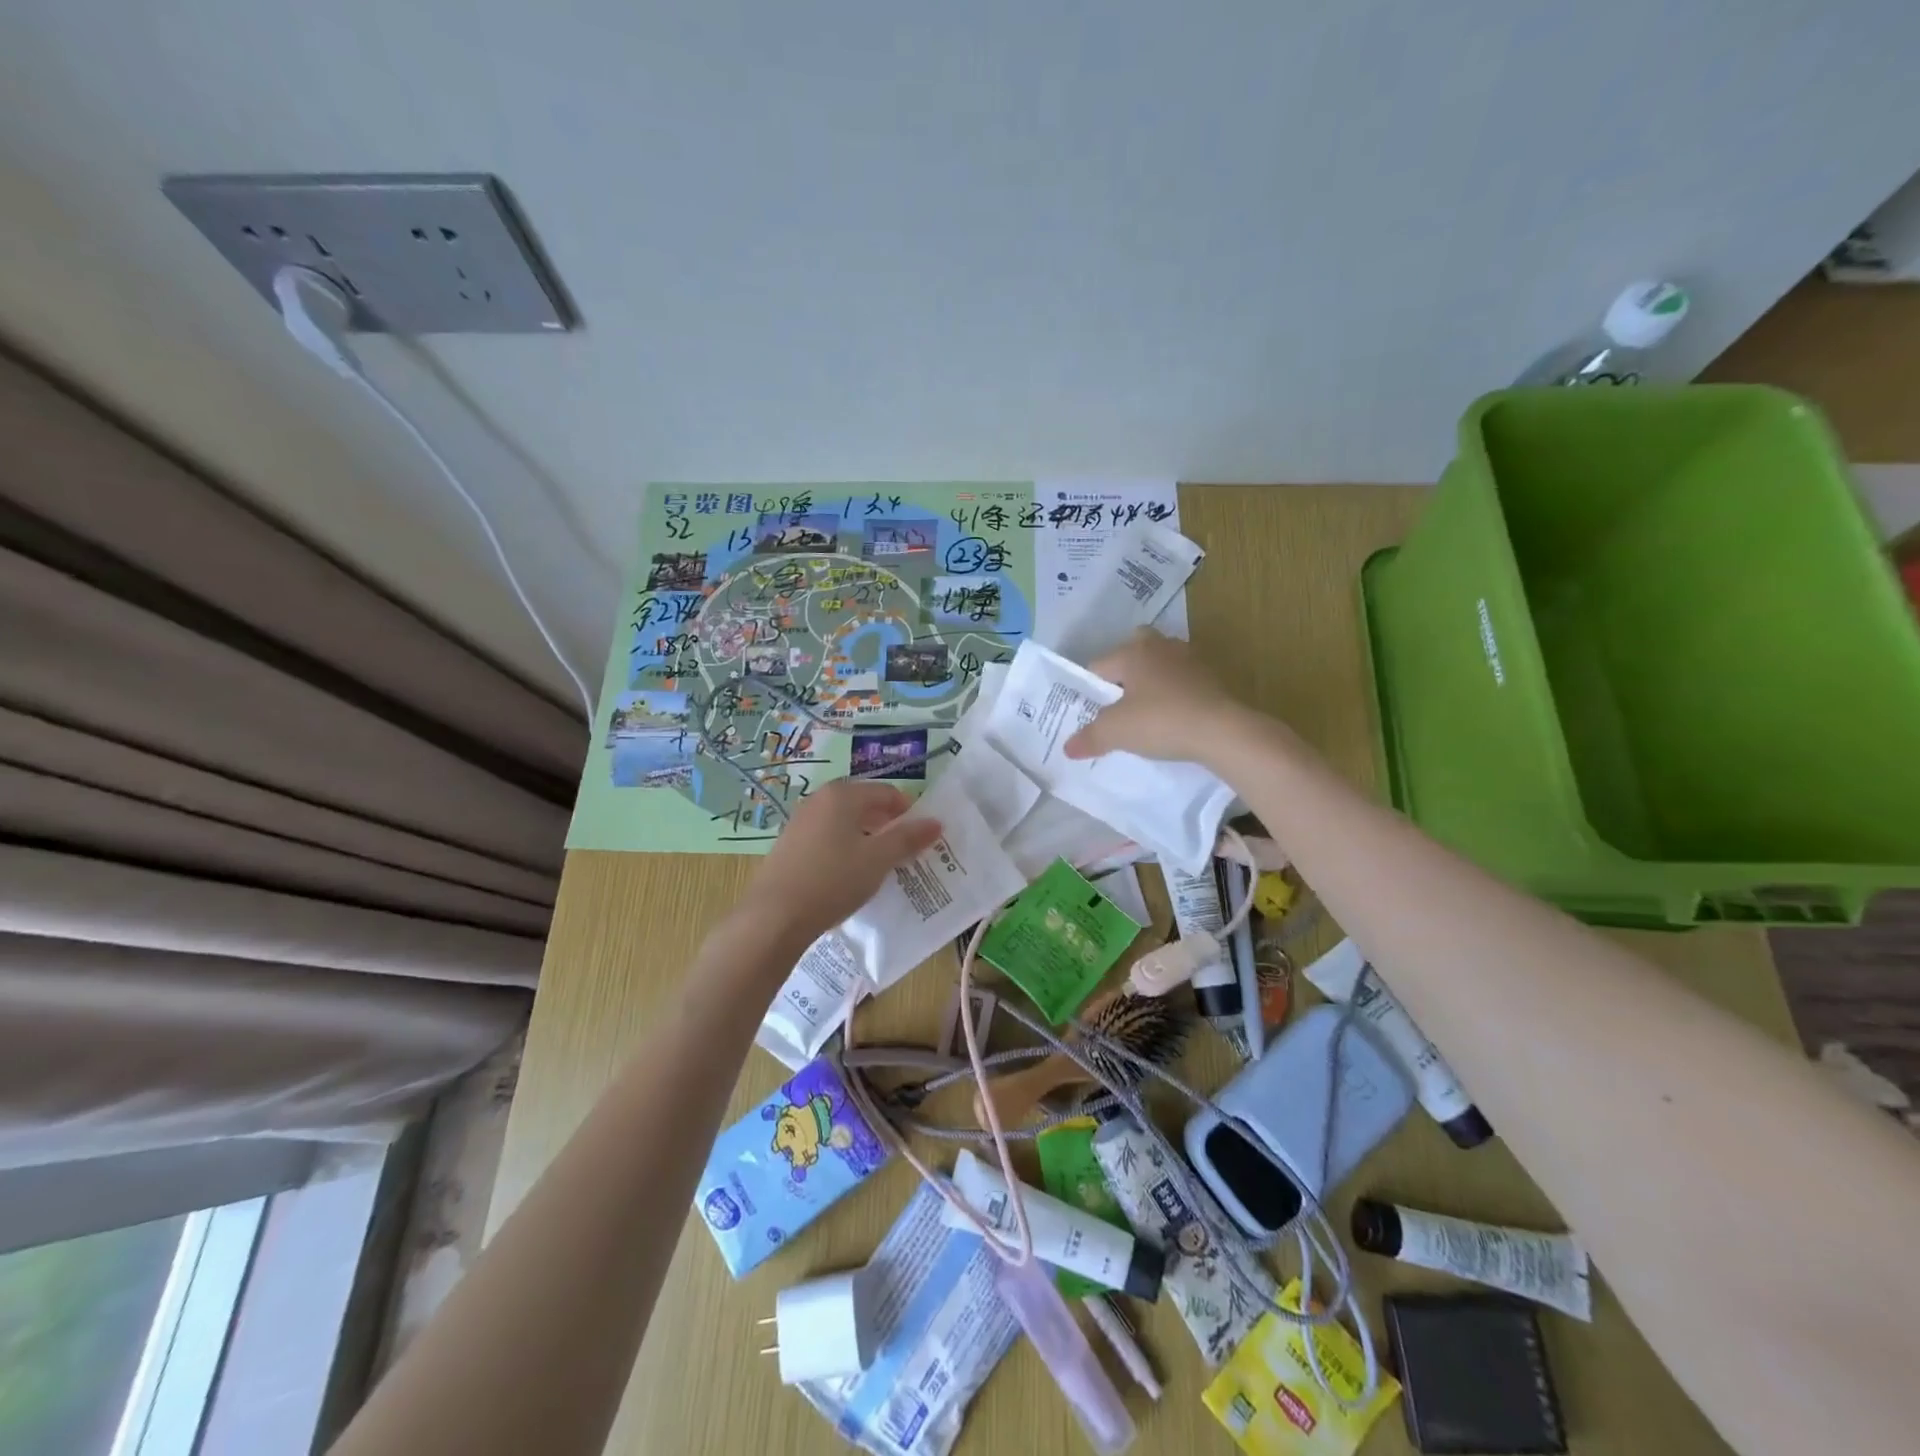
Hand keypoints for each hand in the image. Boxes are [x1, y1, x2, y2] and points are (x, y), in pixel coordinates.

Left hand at [748, 779, 943, 943]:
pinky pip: (827, 838)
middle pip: (864, 804)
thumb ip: (908, 839)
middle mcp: (819, 800)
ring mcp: (800, 822)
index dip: (909, 811)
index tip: (922, 837)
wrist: (773, 917)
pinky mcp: (789, 845)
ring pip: (844, 822)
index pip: (886, 792)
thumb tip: (936, 822)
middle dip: (888, 825)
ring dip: (866, 838)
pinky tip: (849, 875)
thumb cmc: (832, 880)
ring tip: (880, 865)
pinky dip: (844, 849)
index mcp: (842, 795)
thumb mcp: (878, 860)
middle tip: (905, 852)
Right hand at [1064, 629, 1246, 762]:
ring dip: (1151, 681)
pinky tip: (1172, 717)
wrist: (1222, 731)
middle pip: (1132, 651)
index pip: (1098, 665)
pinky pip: (1181, 679)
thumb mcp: (1116, 732)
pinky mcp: (1211, 676)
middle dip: (1124, 673)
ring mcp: (1189, 658)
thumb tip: (1067, 748)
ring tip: (1145, 712)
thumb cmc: (1161, 721)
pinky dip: (1173, 693)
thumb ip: (1089, 738)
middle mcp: (1160, 645)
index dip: (1091, 690)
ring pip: (1159, 663)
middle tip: (1119, 703)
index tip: (1092, 713)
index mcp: (1133, 651)